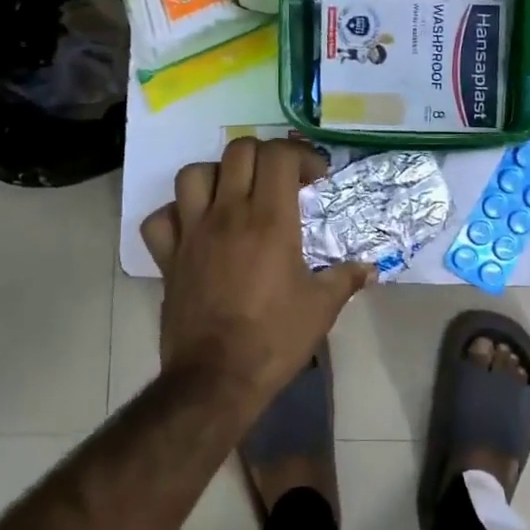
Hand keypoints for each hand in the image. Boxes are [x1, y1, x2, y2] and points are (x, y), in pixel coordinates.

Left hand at [140, 138, 372, 400]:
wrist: (217, 378)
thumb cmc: (275, 339)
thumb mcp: (322, 308)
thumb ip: (346, 279)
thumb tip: (370, 269)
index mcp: (270, 220)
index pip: (279, 155)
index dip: (301, 155)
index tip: (315, 179)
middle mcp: (228, 215)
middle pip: (238, 151)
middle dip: (264, 156)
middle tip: (281, 180)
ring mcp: (192, 233)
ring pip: (193, 174)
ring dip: (217, 175)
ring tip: (234, 194)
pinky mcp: (168, 258)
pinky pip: (160, 218)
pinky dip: (175, 214)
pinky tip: (195, 228)